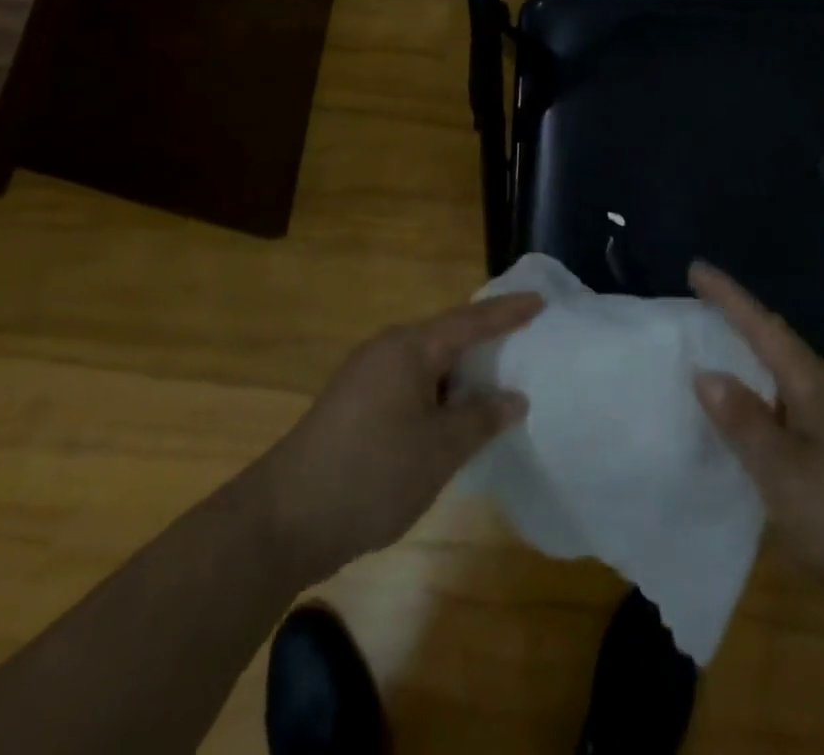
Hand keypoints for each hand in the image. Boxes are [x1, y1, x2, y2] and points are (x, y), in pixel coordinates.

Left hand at [257, 292, 541, 582]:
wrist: (282, 521)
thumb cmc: (371, 474)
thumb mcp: (439, 449)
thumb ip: (481, 418)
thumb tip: (514, 397)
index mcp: (409, 348)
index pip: (470, 321)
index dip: (507, 313)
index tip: (540, 301)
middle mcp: (387, 350)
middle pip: (448, 336)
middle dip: (486, 340)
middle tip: (526, 338)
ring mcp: (366, 377)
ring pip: (428, 364)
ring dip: (461, 372)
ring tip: (498, 379)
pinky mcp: (355, 405)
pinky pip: (410, 384)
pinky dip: (439, 393)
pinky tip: (454, 416)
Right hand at [690, 262, 823, 611]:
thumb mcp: (781, 472)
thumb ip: (742, 420)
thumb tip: (707, 373)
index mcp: (815, 384)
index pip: (763, 326)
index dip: (728, 296)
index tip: (696, 268)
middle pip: (779, 342)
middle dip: (740, 321)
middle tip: (701, 308)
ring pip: (789, 374)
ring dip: (754, 359)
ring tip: (719, 356)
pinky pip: (797, 402)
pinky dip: (768, 395)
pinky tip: (756, 419)